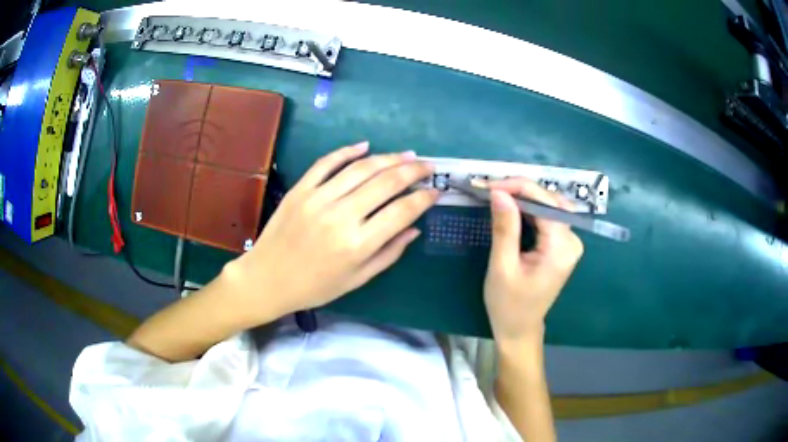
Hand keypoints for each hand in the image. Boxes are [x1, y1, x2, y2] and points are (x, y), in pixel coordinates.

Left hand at [222, 142, 437, 325]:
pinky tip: (365, 145)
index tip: (436, 191)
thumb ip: (389, 252)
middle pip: (386, 182)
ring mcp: (318, 198)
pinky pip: (327, 163)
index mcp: (358, 244)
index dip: (424, 198)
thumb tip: (415, 228)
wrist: (267, 279)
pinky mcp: (300, 189)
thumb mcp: (357, 279)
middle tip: (428, 165)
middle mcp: (341, 216)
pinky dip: (347, 151)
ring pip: (360, 168)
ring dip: (388, 157)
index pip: (402, 211)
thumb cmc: (315, 287)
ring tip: (406, 154)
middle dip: (413, 170)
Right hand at [483, 179, 582, 343]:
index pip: (544, 202)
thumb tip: (499, 192)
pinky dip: (529, 209)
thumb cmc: (508, 305)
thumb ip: (504, 228)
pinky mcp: (562, 245)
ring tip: (496, 194)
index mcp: (561, 248)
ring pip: (549, 205)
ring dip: (524, 197)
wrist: (519, 329)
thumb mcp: (502, 267)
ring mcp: (570, 242)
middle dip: (520, 189)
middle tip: (489, 189)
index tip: (487, 185)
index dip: (516, 187)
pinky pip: (547, 217)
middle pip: (550, 200)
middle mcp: (572, 240)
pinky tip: (511, 207)